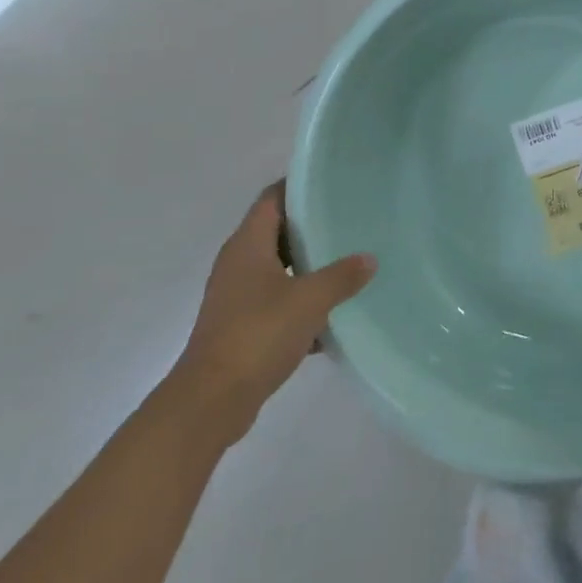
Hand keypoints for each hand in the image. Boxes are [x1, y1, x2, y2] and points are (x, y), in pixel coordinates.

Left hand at [165, 183, 375, 447]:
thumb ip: (343, 276)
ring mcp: (238, 296)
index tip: (333, 183)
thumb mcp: (310, 299)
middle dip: (312, 225)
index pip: (271, 199)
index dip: (298, 186)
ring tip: (351, 260)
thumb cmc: (259, 334)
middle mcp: (238, 265)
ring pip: (280, 268)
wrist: (212, 399)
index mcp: (247, 247)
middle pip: (277, 232)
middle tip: (352, 219)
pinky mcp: (243, 325)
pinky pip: (279, 300)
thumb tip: (369, 259)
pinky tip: (335, 312)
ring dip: (310, 264)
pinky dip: (303, 300)